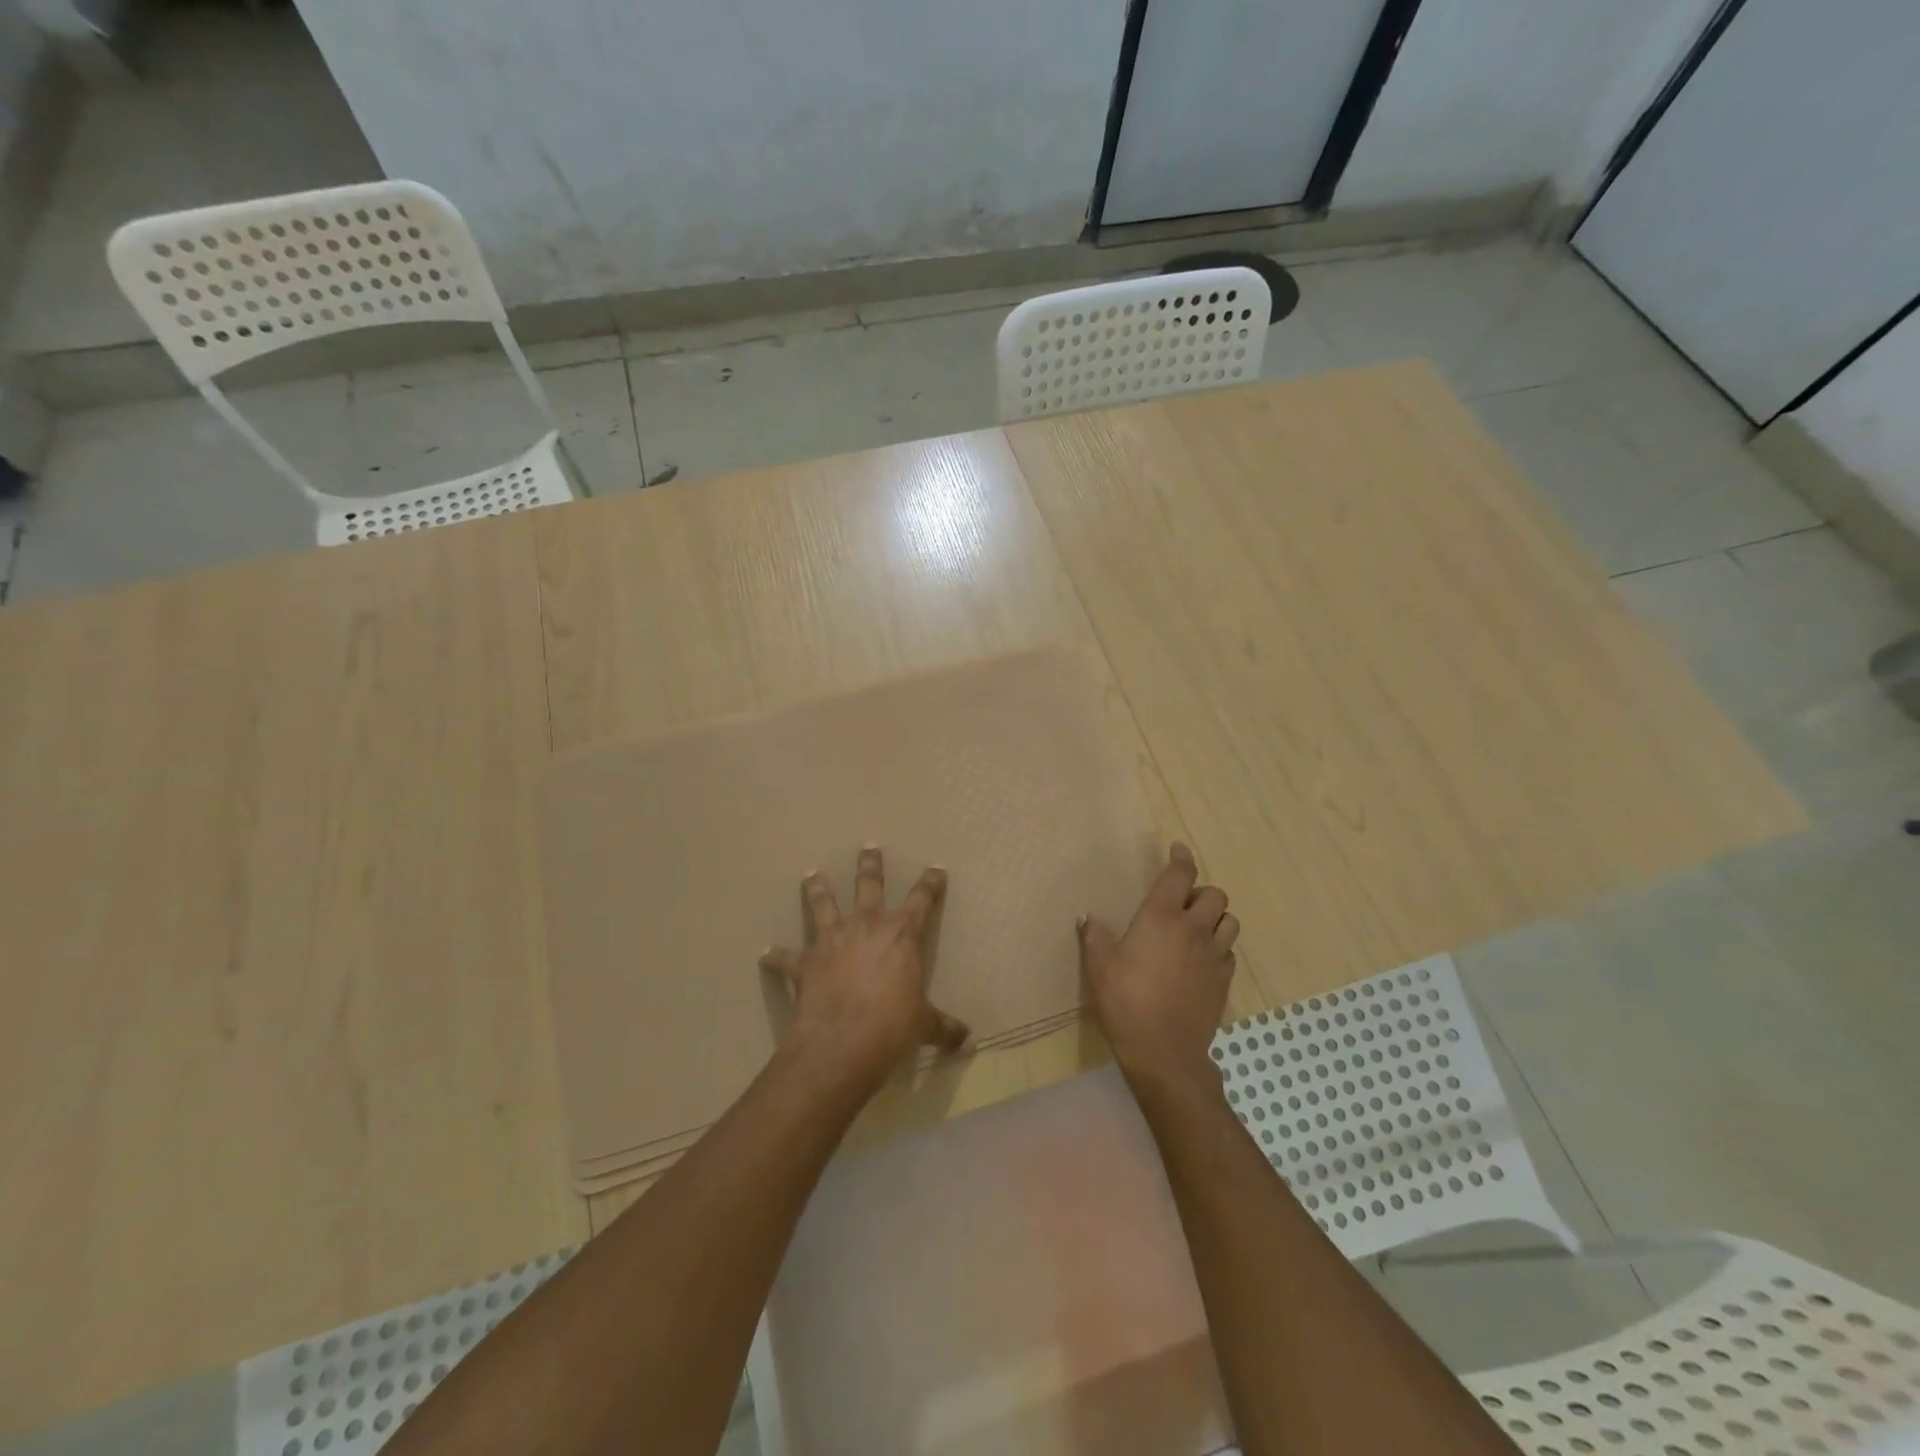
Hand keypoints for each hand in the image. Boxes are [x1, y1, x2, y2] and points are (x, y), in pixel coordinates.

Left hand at [759, 847, 969, 1090]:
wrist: (841, 1044)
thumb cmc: (892, 1028)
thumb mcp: (924, 1026)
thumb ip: (944, 1028)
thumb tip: (968, 1042)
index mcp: (902, 935)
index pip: (922, 900)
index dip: (931, 883)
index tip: (936, 869)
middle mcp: (867, 926)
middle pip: (869, 885)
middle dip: (870, 865)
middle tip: (869, 848)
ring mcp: (832, 940)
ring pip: (824, 904)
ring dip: (817, 889)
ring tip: (810, 875)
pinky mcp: (805, 963)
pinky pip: (786, 958)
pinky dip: (777, 957)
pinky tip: (766, 955)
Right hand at [1079, 842, 1238, 1088]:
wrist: (1165, 1052)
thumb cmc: (1126, 1002)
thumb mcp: (1099, 967)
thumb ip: (1094, 937)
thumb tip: (1087, 917)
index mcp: (1161, 917)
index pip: (1180, 874)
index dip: (1182, 857)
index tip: (1178, 849)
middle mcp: (1193, 929)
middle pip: (1215, 894)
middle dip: (1201, 892)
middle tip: (1182, 903)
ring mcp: (1213, 955)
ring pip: (1230, 921)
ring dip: (1216, 918)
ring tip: (1197, 928)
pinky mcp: (1224, 981)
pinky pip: (1230, 952)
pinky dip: (1220, 946)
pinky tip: (1202, 959)